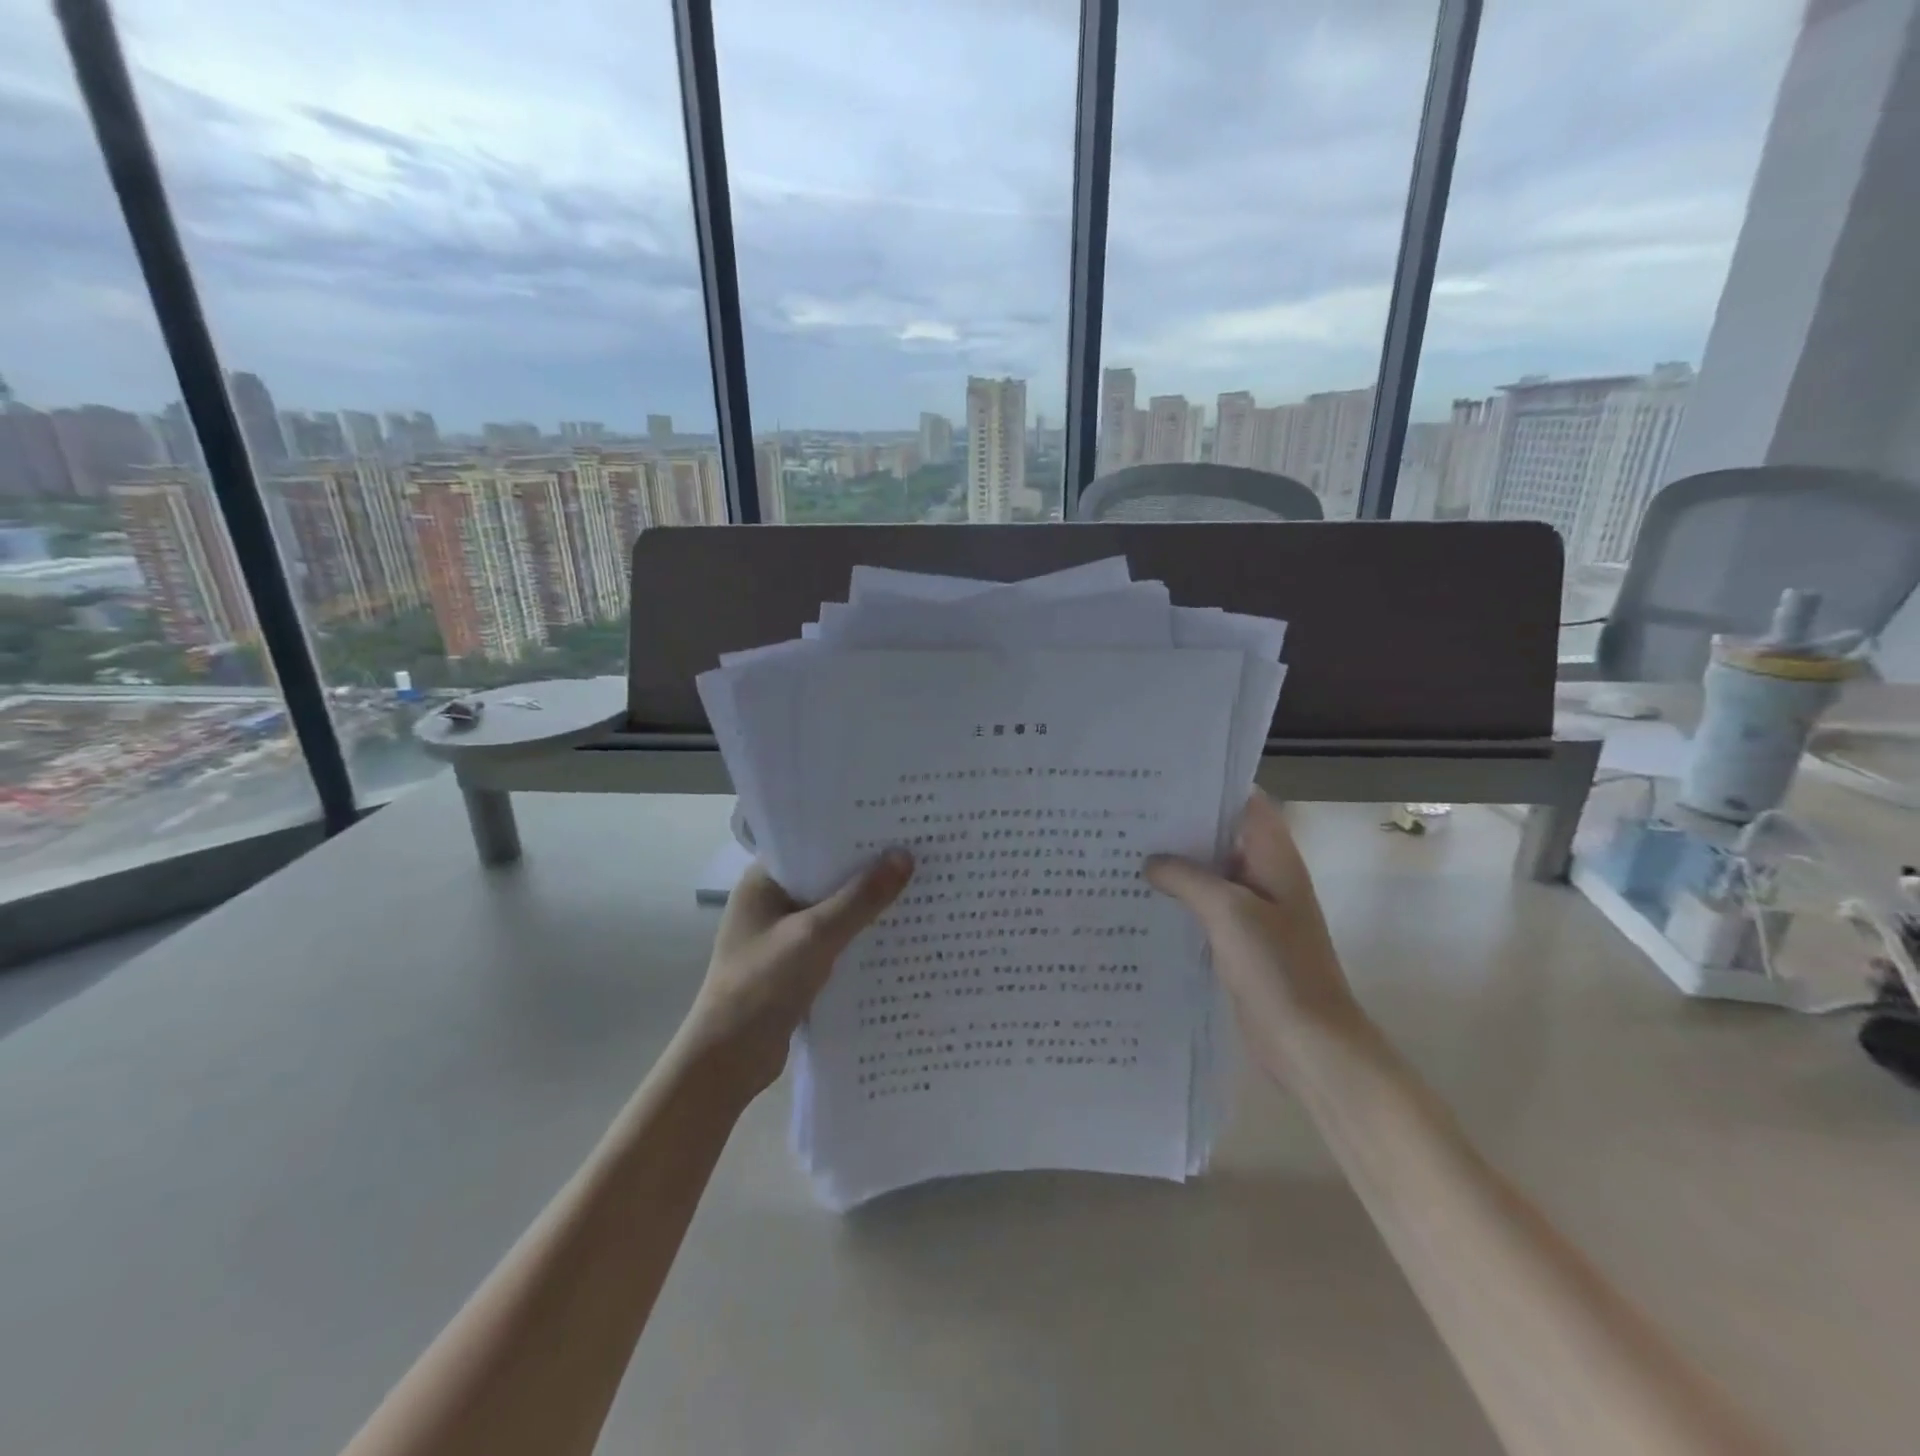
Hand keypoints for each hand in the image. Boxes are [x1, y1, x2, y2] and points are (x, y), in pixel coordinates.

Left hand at [680, 850, 913, 1101]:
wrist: (728, 1062)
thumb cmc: (761, 986)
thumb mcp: (815, 936)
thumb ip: (860, 898)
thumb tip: (904, 856)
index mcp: (763, 882)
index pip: (812, 843)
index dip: (851, 833)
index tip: (895, 822)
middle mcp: (772, 902)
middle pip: (827, 877)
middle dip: (867, 869)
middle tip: (918, 850)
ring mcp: (784, 936)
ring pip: (835, 910)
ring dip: (867, 906)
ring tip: (919, 887)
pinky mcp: (796, 966)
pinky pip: (836, 940)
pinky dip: (861, 937)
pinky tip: (898, 934)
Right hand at [1145, 793, 1365, 1084]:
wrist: (1309, 1043)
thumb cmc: (1276, 967)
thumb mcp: (1228, 911)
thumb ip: (1188, 878)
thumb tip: (1152, 862)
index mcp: (1275, 858)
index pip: (1247, 803)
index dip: (1212, 787)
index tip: (1164, 780)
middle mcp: (1266, 876)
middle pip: (1224, 836)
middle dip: (1183, 825)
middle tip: (1131, 813)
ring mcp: (1255, 910)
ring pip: (1212, 873)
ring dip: (1179, 864)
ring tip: (1127, 849)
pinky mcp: (1241, 941)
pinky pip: (1207, 907)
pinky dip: (1181, 898)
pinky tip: (1144, 898)